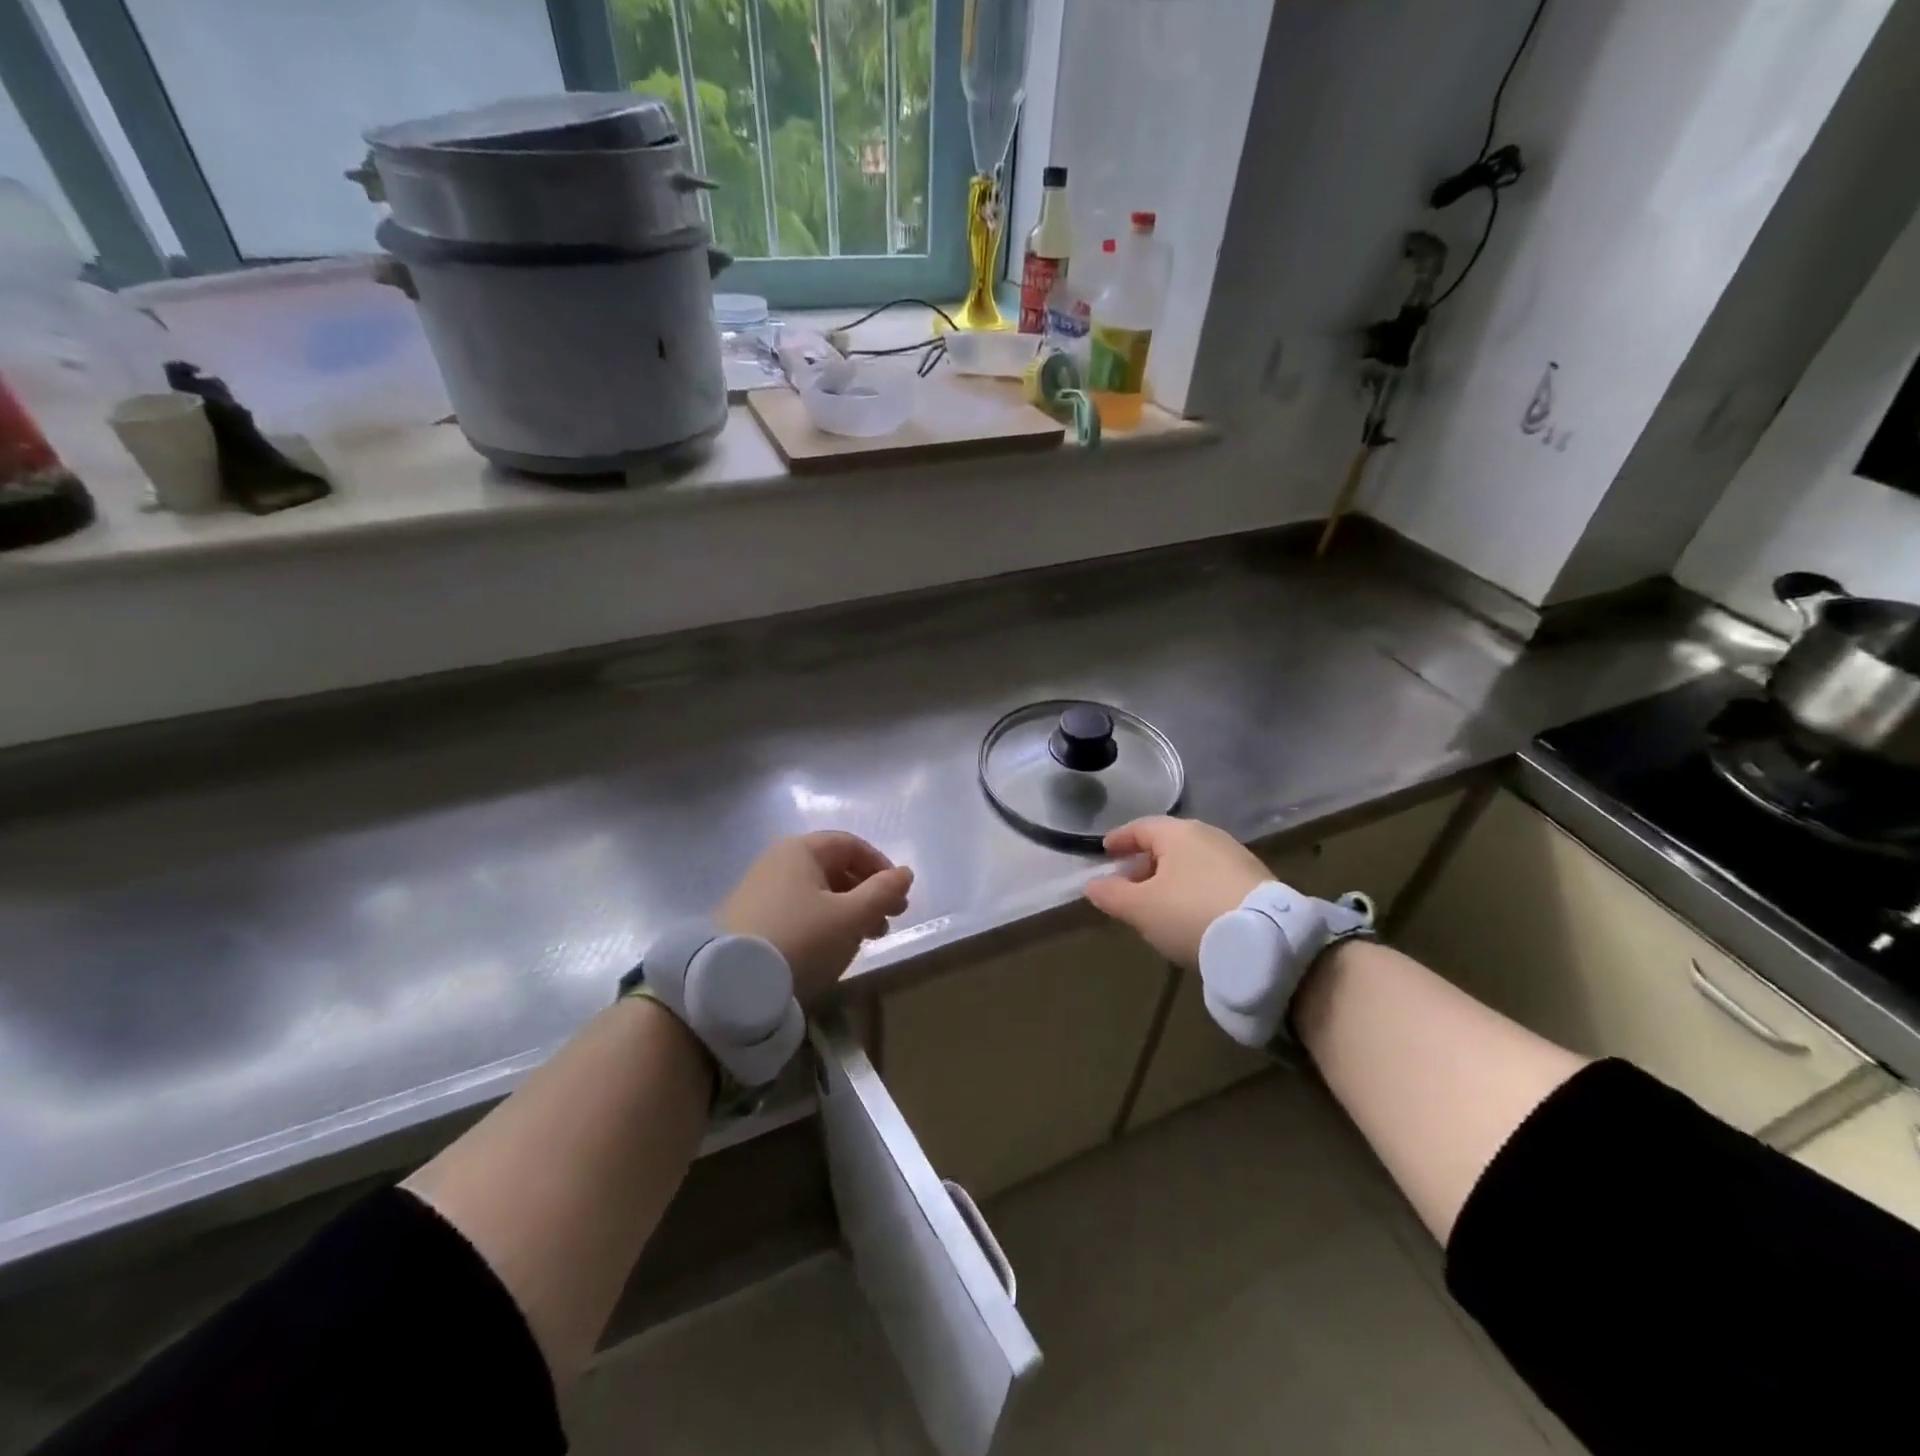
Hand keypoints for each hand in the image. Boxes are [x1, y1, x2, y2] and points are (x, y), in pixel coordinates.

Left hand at [717, 832, 913, 1001]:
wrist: (729, 982)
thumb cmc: (801, 938)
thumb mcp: (850, 917)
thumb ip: (883, 892)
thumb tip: (905, 873)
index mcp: (801, 849)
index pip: (851, 845)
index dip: (881, 867)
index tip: (898, 897)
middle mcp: (777, 860)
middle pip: (834, 868)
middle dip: (867, 893)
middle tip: (888, 922)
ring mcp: (759, 889)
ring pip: (816, 892)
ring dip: (848, 910)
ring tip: (866, 939)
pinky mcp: (749, 918)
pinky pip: (797, 910)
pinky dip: (822, 922)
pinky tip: (831, 947)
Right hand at [1083, 817, 1267, 969]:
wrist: (1267, 940)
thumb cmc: (1191, 914)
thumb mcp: (1141, 909)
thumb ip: (1112, 895)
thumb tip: (1092, 885)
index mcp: (1178, 833)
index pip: (1140, 827)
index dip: (1120, 839)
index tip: (1105, 851)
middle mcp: (1208, 836)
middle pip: (1167, 844)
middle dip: (1145, 862)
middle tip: (1128, 885)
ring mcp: (1236, 857)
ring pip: (1191, 862)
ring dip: (1170, 878)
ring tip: (1158, 903)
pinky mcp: (1256, 881)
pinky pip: (1212, 878)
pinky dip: (1194, 889)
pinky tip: (1191, 913)